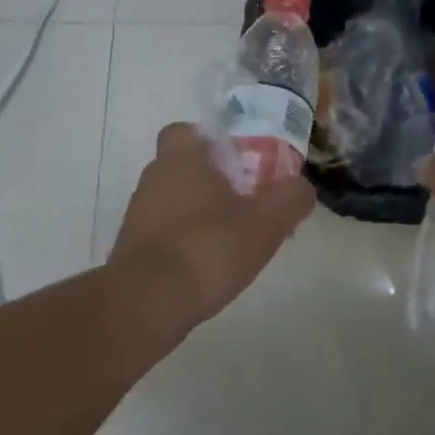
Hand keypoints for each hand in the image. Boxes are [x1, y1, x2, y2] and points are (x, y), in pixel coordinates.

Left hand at [110, 123, 314, 330]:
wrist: (147, 304)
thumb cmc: (208, 247)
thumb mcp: (267, 222)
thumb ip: (291, 198)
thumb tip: (301, 188)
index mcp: (181, 159)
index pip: (186, 131)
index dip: (212, 142)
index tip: (238, 161)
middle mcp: (153, 179)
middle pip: (185, 168)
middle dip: (214, 181)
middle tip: (247, 202)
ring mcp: (138, 216)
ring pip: (175, 202)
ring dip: (200, 214)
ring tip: (232, 240)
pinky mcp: (132, 250)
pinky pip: (165, 234)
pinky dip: (186, 242)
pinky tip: (208, 266)